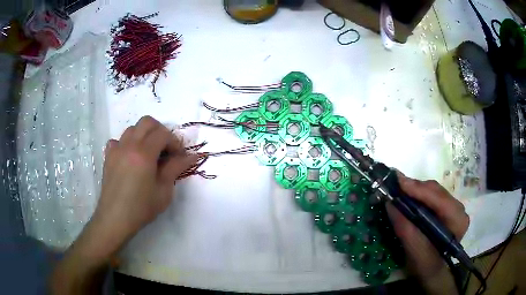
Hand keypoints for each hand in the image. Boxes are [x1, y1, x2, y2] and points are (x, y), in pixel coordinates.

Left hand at [90, 116, 198, 255]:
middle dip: (160, 131)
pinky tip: (130, 157)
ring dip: (144, 136)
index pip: (163, 133)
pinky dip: (126, 144)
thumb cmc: (141, 207)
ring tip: (149, 153)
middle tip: (166, 149)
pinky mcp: (108, 157)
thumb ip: (176, 168)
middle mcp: (129, 145)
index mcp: (144, 153)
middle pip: (147, 122)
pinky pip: (118, 141)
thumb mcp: (164, 190)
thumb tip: (191, 156)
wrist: (115, 219)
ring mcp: (116, 149)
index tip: (179, 157)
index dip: (175, 142)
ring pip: (132, 129)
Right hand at [386, 173, 469, 280]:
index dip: (419, 190)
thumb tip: (390, 203)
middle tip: (394, 186)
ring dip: (415, 191)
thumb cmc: (426, 266)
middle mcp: (458, 209)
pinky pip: (431, 196)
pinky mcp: (445, 208)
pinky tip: (407, 197)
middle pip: (436, 191)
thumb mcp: (415, 251)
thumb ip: (405, 228)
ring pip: (433, 191)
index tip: (399, 183)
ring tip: (398, 190)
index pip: (440, 199)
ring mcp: (453, 207)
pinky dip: (417, 196)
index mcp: (457, 220)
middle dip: (415, 188)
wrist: (432, 271)